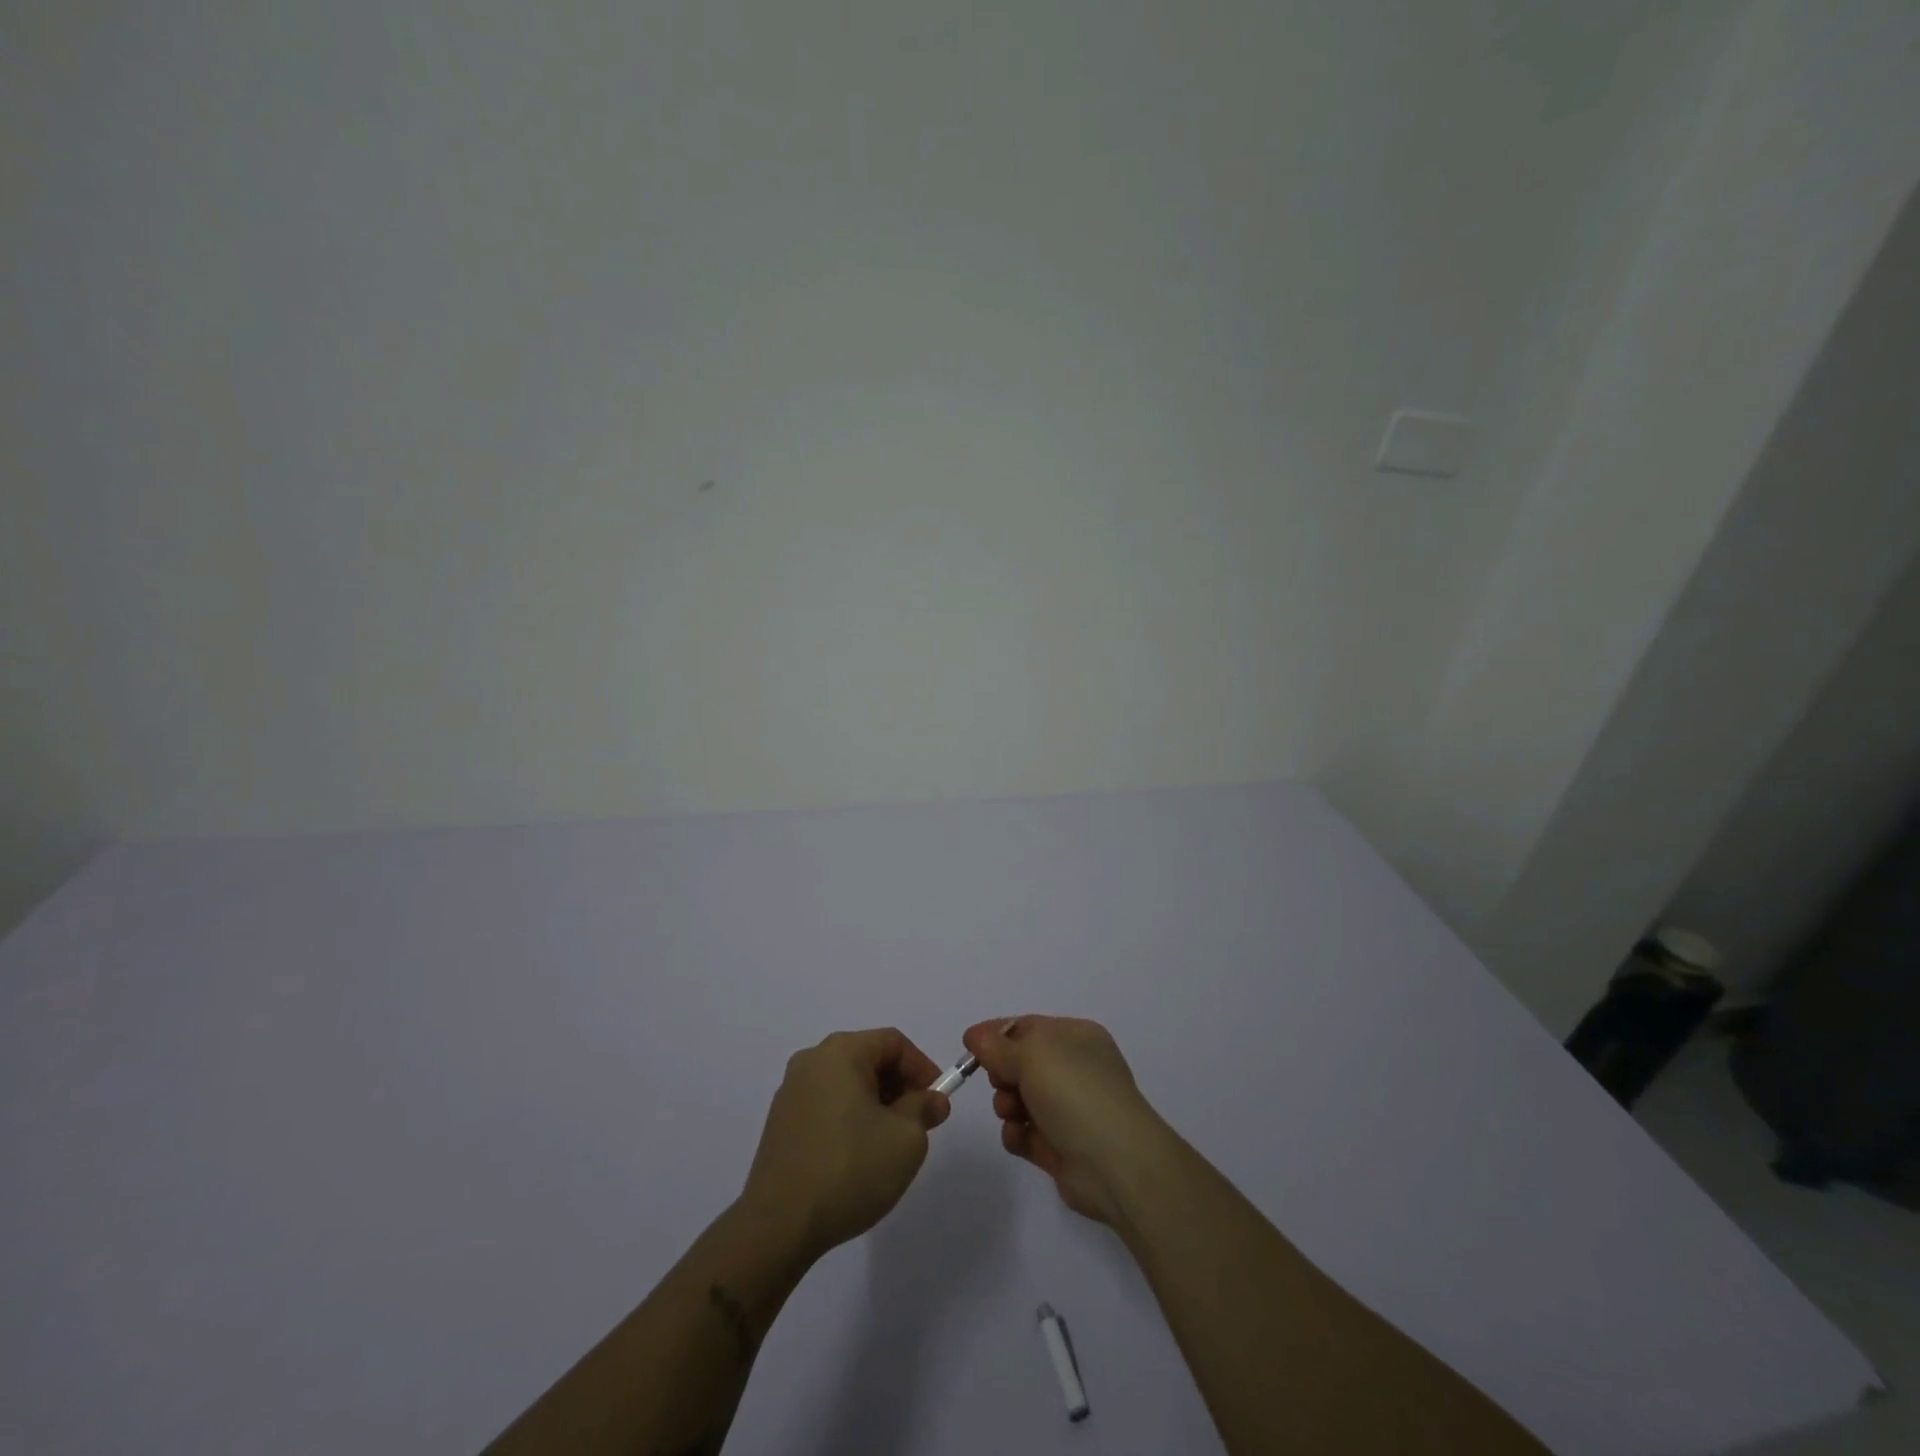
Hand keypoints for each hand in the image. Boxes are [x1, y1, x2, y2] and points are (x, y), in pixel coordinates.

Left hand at [739, 1028, 950, 1260]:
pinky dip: (849, 1118)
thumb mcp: (906, 1139)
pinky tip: (858, 1156)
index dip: (922, 1067)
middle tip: (919, 1122)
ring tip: (890, 1143)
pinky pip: (826, 1106)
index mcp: (841, 1052)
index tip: (937, 1101)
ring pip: (847, 1084)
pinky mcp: (780, 1124)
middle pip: (868, 1059)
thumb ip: (923, 1109)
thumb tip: (931, 1099)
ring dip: (875, 1104)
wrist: (779, 1225)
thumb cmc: (850, 1169)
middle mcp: (812, 1061)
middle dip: (899, 1086)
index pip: (893, 1042)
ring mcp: (790, 1092)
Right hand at [963, 1015, 1173, 1224]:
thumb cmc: (1075, 1092)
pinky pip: (1026, 1133)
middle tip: (1000, 1082)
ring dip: (1007, 1104)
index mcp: (1076, 1037)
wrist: (1115, 1163)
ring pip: (1021, 1099)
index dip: (997, 1034)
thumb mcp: (1032, 1055)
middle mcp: (1075, 1069)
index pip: (1028, 1027)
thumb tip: (975, 1035)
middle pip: (1022, 1063)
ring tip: (1011, 1113)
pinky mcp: (1061, 1147)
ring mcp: (1070, 1109)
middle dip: (1003, 1072)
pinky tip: (1019, 1137)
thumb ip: (998, 1046)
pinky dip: (1017, 1134)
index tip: (969, 1046)